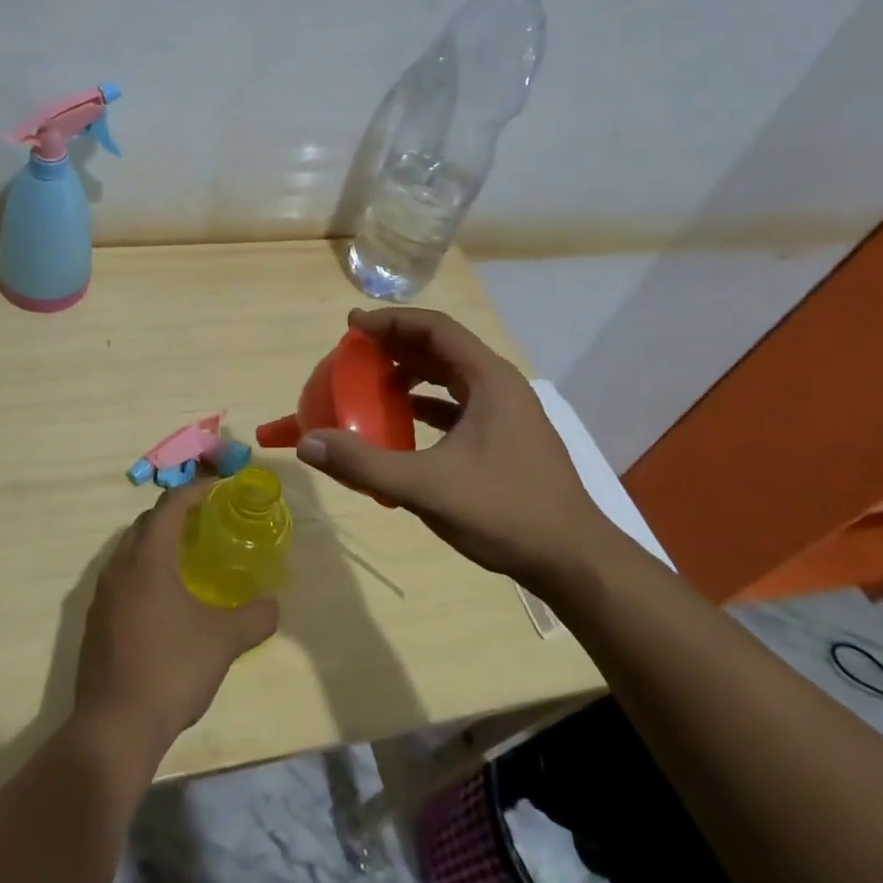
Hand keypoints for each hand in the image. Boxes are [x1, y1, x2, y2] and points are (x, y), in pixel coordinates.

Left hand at [72, 482, 278, 764]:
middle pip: (146, 523)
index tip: (219, 488)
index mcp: (148, 558)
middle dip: (175, 515)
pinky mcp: (95, 621)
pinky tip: (163, 600)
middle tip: (206, 522)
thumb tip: (273, 605)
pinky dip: (143, 572)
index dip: (195, 490)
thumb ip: (254, 617)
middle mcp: (119, 566)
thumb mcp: (223, 642)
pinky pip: (121, 578)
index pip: (170, 505)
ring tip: (187, 559)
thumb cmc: (171, 670)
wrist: (114, 727)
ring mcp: (102, 594)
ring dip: (157, 544)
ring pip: (130, 550)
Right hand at [296, 308, 618, 589]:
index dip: (391, 321)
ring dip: (411, 372)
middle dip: (396, 344)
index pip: (435, 328)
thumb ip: (365, 464)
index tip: (352, 325)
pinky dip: (426, 403)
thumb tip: (308, 444)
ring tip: (372, 381)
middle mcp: (500, 386)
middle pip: (442, 347)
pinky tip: (403, 420)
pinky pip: (458, 403)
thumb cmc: (505, 512)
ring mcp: (506, 413)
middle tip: (354, 350)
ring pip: (451, 376)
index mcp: (489, 380)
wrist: (574, 561)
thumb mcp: (428, 487)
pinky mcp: (505, 438)